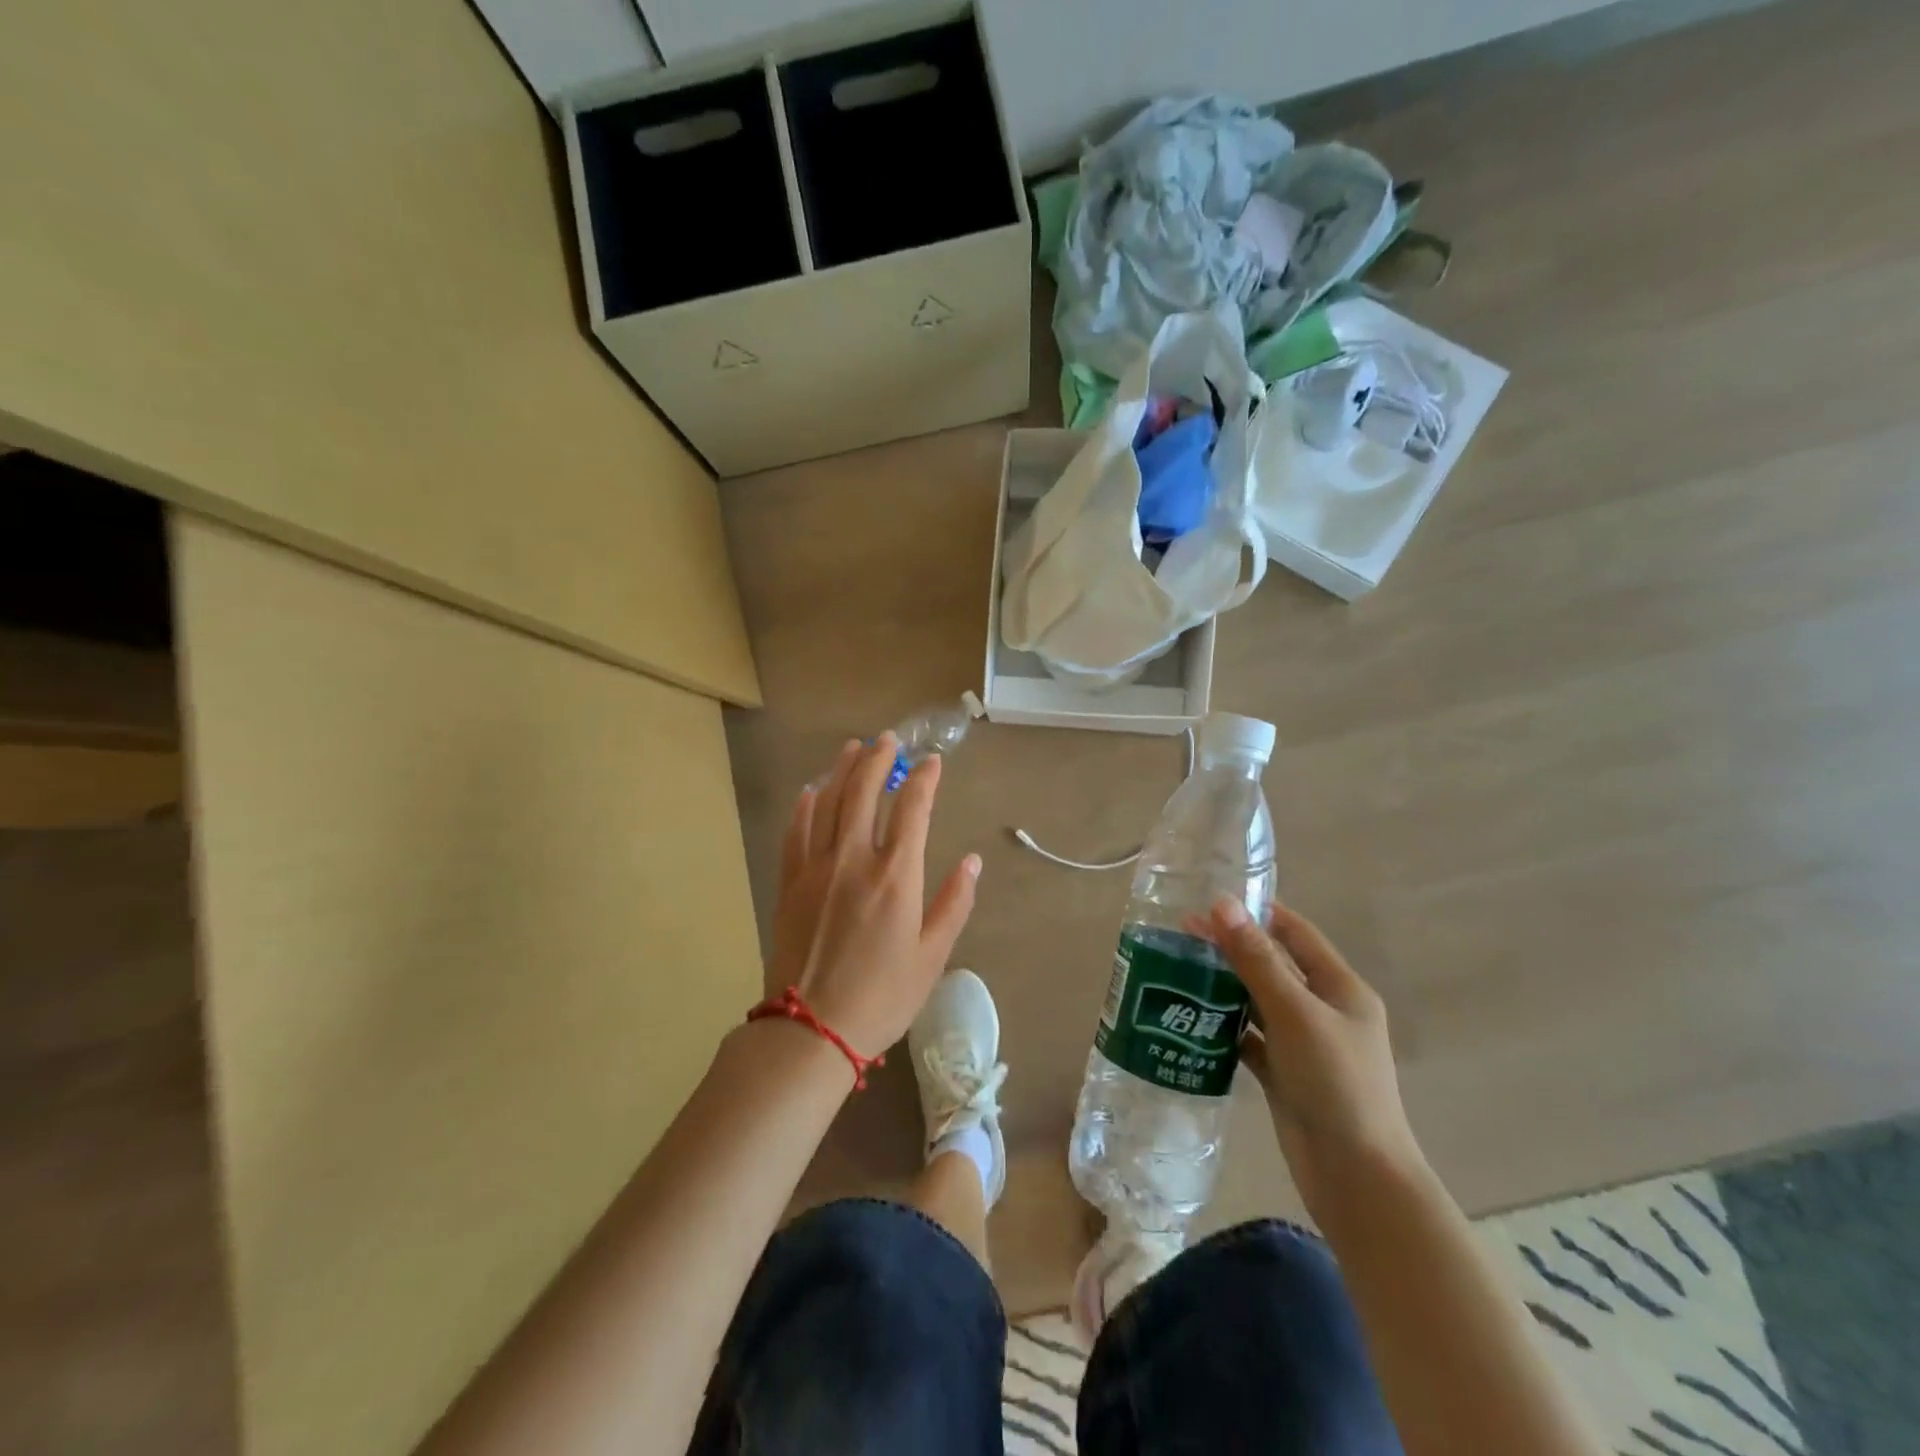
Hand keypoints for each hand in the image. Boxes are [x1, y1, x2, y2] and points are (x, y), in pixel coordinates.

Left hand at [768, 735, 980, 1059]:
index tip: (933, 762)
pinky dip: (805, 806)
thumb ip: (954, 903)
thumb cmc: (882, 996)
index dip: (925, 780)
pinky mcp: (790, 882)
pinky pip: (796, 832)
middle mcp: (855, 859)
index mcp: (896, 876)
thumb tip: (973, 861)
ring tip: (853, 748)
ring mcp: (817, 867)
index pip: (913, 810)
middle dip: (879, 760)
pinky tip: (812, 791)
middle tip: (889, 740)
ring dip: (843, 771)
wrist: (811, 1029)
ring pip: (829, 803)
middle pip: (866, 793)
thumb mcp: (933, 956)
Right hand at [1208, 899, 1424, 1215]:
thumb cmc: (1335, 1083)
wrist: (1356, 1178)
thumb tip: (1222, 904)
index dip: (1259, 912)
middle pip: (1273, 966)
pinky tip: (1191, 1017)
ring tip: (1177, 968)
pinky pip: (1251, 1038)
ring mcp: (1305, 1045)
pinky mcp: (1285, 1075)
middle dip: (1232, 948)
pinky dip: (1225, 1026)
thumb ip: (1257, 959)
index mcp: (1340, 988)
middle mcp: (1324, 1011)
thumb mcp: (1295, 1013)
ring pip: (1258, 1002)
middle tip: (1180, 933)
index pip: (1296, 933)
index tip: (1212, 899)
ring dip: (1224, 985)